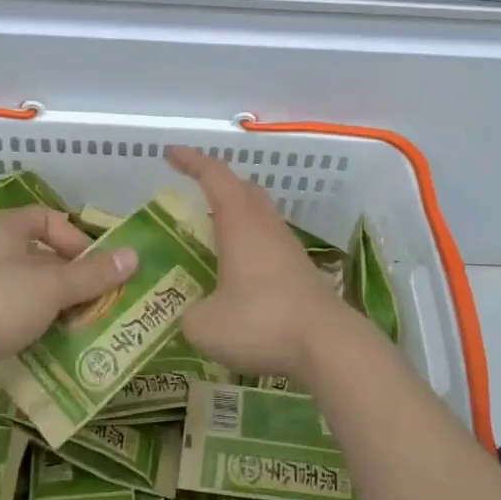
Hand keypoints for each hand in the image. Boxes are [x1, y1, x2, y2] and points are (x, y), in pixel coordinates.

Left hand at [0, 207, 137, 401]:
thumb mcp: (53, 286)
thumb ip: (93, 274)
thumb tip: (134, 256)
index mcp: (4, 229)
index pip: (47, 218)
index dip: (75, 238)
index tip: (95, 265)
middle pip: (40, 256)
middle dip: (70, 277)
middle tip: (97, 300)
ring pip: (27, 288)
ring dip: (54, 304)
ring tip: (81, 324)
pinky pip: (10, 314)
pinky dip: (32, 324)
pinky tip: (50, 343)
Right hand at [167, 146, 360, 384]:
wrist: (329, 346)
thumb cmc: (261, 323)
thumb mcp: (205, 325)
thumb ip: (190, 313)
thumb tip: (193, 314)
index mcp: (240, 224)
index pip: (214, 176)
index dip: (191, 161)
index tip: (171, 153)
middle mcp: (266, 227)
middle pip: (244, 189)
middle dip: (218, 183)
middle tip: (194, 193)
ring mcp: (288, 248)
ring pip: (260, 215)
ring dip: (236, 215)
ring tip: (212, 235)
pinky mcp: (301, 272)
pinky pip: (270, 243)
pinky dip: (250, 244)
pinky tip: (239, 271)